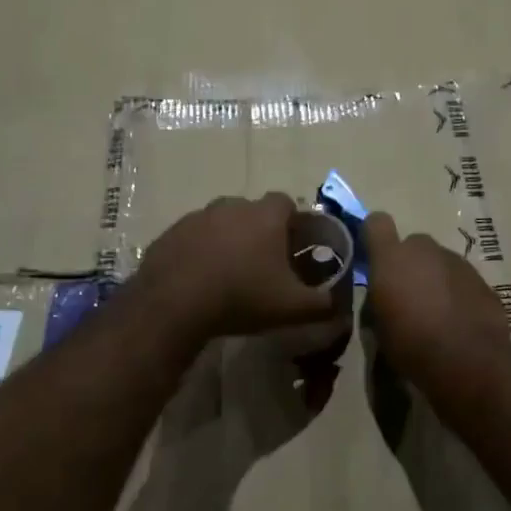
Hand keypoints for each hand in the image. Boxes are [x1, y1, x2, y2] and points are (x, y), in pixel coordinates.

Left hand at [134, 193, 337, 341]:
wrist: (174, 304)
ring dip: (228, 240)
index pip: (287, 202)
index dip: (293, 221)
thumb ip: (322, 304)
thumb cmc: (242, 297)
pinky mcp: (170, 233)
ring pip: (221, 222)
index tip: (294, 246)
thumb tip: (340, 306)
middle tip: (263, 263)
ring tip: (229, 273)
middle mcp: (231, 206)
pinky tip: (200, 279)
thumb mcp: (293, 308)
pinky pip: (193, 237)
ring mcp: (197, 217)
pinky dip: (200, 251)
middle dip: (260, 231)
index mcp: (265, 216)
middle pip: (252, 211)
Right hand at [361, 212, 510, 383]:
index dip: (374, 236)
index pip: (376, 223)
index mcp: (392, 258)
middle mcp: (424, 250)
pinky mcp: (481, 279)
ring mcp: (457, 261)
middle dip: (410, 264)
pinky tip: (458, 321)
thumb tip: (382, 298)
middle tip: (408, 295)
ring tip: (436, 314)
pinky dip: (457, 293)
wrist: (468, 360)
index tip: (374, 256)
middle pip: (413, 244)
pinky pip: (461, 279)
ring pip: (439, 262)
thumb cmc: (411, 345)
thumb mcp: (378, 328)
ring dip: (435, 279)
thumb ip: (378, 301)